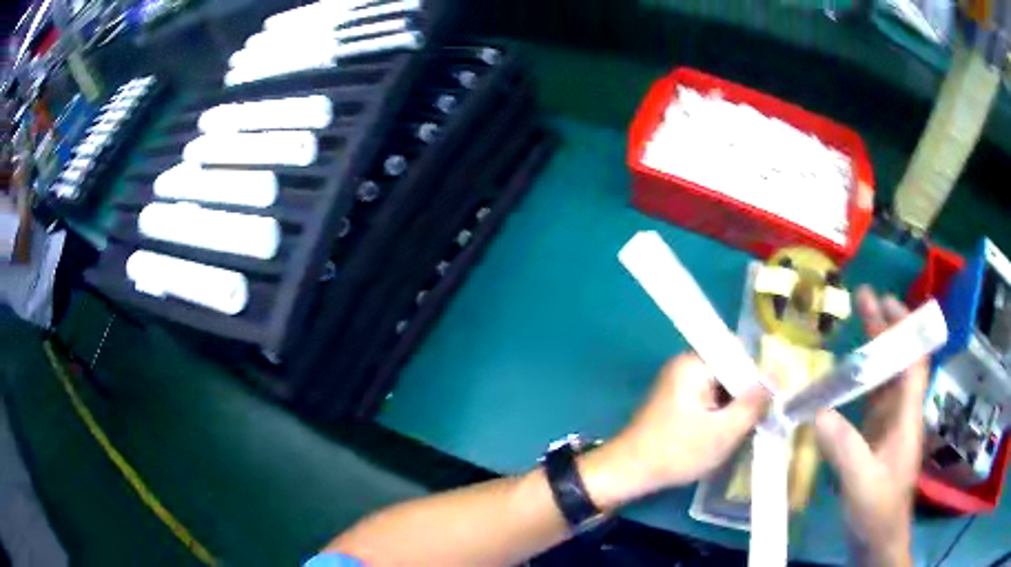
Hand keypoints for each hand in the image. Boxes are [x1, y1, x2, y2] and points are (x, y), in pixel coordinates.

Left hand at [578, 353, 770, 510]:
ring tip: (741, 429)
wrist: (628, 472)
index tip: (767, 401)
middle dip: (745, 394)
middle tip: (755, 419)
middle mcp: (685, 364)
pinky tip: (722, 433)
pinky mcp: (674, 400)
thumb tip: (776, 376)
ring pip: (719, 387)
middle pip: (729, 370)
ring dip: (732, 406)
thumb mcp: (724, 431)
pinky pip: (706, 398)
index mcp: (694, 363)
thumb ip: (753, 403)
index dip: (757, 375)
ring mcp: (678, 382)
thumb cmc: (677, 451)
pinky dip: (718, 413)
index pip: (738, 353)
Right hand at [814, 287, 924, 566]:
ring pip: (885, 379)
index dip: (905, 331)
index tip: (887, 302)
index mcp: (907, 418)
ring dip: (873, 351)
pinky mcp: (875, 439)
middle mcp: (901, 414)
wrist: (878, 540)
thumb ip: (844, 448)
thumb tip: (818, 412)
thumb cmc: (878, 511)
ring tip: (858, 323)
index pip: (914, 363)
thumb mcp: (861, 483)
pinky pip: (870, 401)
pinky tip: (846, 376)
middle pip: (898, 363)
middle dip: (886, 330)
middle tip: (866, 298)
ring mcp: (888, 427)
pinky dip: (861, 382)